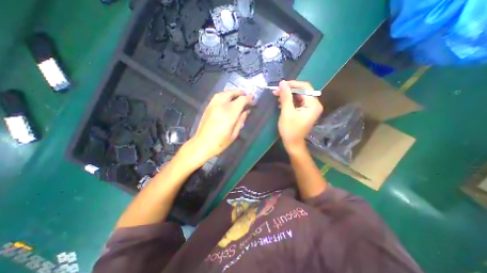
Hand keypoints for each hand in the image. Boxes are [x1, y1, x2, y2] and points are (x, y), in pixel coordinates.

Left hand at [187, 88, 252, 164]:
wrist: (202, 144)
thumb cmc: (220, 142)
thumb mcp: (234, 134)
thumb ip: (241, 120)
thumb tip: (247, 111)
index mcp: (229, 114)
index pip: (241, 100)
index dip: (248, 99)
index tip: (253, 100)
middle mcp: (221, 106)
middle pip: (232, 93)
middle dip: (240, 93)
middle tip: (246, 94)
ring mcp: (213, 105)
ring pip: (223, 93)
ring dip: (232, 92)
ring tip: (237, 94)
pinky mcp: (207, 107)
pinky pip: (216, 96)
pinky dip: (224, 94)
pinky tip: (226, 98)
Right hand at [273, 80, 321, 152]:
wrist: (292, 144)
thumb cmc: (290, 130)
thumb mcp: (287, 112)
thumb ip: (285, 96)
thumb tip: (282, 82)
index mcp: (313, 104)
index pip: (305, 87)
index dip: (293, 84)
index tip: (281, 84)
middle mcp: (314, 105)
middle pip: (301, 92)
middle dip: (288, 90)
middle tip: (276, 91)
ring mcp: (309, 109)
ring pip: (298, 97)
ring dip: (287, 96)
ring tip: (276, 96)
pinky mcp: (304, 112)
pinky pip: (297, 103)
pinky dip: (289, 102)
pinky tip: (280, 103)